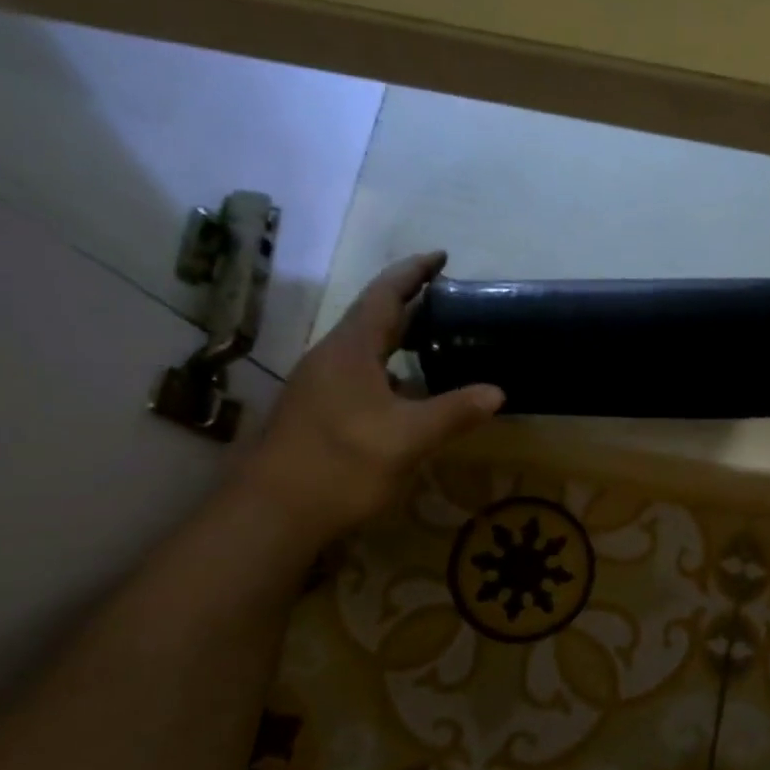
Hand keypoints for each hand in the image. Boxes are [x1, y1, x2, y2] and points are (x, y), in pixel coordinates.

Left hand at [237, 252, 502, 538]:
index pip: (384, 295)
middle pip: (373, 317)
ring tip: (436, 340)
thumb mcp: (407, 439)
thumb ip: (453, 412)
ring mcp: (319, 385)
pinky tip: (408, 391)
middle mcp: (331, 358)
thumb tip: (497, 392)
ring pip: (364, 347)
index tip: (441, 256)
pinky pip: (359, 372)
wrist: (272, 513)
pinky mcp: (317, 410)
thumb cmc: (341, 465)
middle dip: (410, 302)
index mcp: (350, 351)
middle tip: (449, 299)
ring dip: (398, 336)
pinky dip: (389, 367)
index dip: (413, 272)